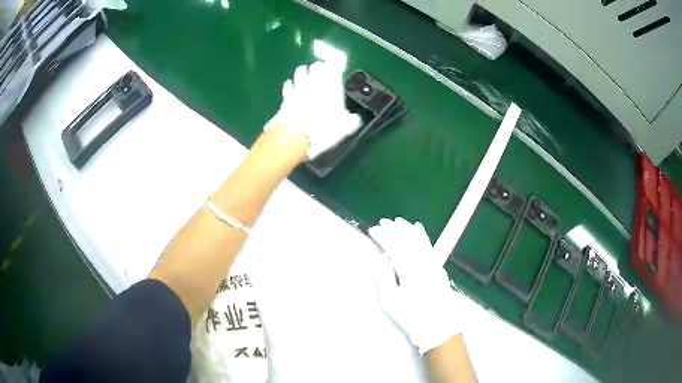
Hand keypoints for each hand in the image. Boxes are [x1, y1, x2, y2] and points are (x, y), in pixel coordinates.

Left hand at [265, 61, 361, 158]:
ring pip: (300, 71)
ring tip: (305, 71)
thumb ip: (352, 120)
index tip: (338, 64)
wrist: (297, 137)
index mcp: (333, 86)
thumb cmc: (325, 130)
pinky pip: (288, 85)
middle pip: (317, 66)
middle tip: (321, 68)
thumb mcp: (346, 127)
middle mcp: (315, 83)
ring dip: (303, 71)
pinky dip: (290, 84)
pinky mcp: (286, 97)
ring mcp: (298, 88)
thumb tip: (356, 119)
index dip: (337, 64)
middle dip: (319, 67)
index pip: (335, 67)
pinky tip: (290, 84)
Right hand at [369, 217, 462, 354]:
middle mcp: (422, 262)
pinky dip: (422, 235)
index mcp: (408, 269)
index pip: (394, 245)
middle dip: (394, 229)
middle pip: (408, 239)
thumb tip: (385, 258)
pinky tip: (418, 229)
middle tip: (383, 222)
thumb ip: (384, 276)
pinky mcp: (438, 267)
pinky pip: (429, 245)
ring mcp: (433, 263)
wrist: (438, 326)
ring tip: (398, 221)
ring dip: (408, 229)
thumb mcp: (390, 300)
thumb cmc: (410, 316)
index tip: (372, 230)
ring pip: (420, 240)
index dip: (383, 235)